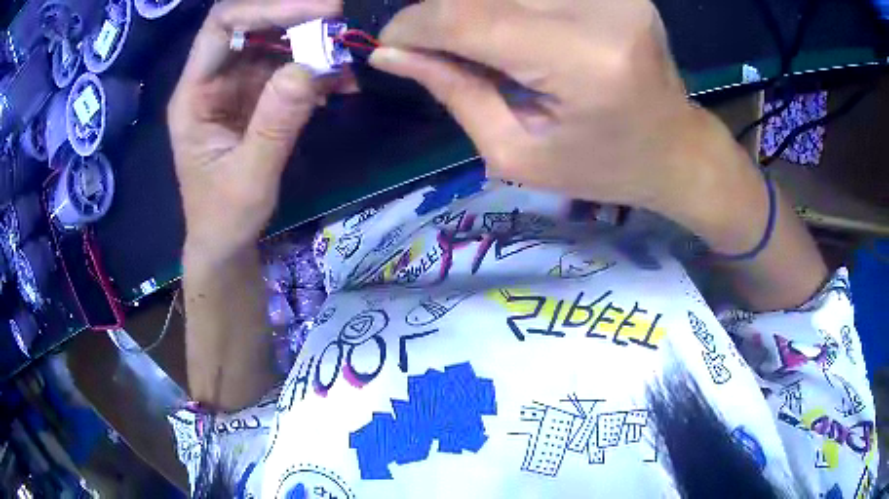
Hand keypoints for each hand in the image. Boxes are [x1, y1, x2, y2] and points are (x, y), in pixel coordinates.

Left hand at [169, 0, 339, 261]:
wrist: (224, 241)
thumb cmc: (224, 217)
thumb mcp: (249, 178)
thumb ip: (276, 124)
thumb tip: (311, 67)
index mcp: (194, 94)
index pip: (222, 27)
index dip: (267, 9)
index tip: (320, 12)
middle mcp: (212, 80)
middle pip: (250, 25)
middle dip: (295, 19)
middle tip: (339, 25)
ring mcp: (235, 86)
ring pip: (273, 42)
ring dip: (311, 44)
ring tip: (345, 60)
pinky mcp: (256, 96)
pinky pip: (287, 67)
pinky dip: (316, 69)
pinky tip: (339, 84)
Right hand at [369, 0, 742, 223]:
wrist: (676, 149)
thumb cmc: (604, 167)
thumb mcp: (518, 154)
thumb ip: (454, 92)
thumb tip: (390, 53)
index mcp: (582, 61)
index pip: (467, 17)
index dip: (413, 25)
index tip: (389, 42)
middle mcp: (601, 10)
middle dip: (438, 12)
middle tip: (427, 43)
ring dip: (472, 8)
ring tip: (472, 43)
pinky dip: (506, 3)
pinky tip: (508, 31)